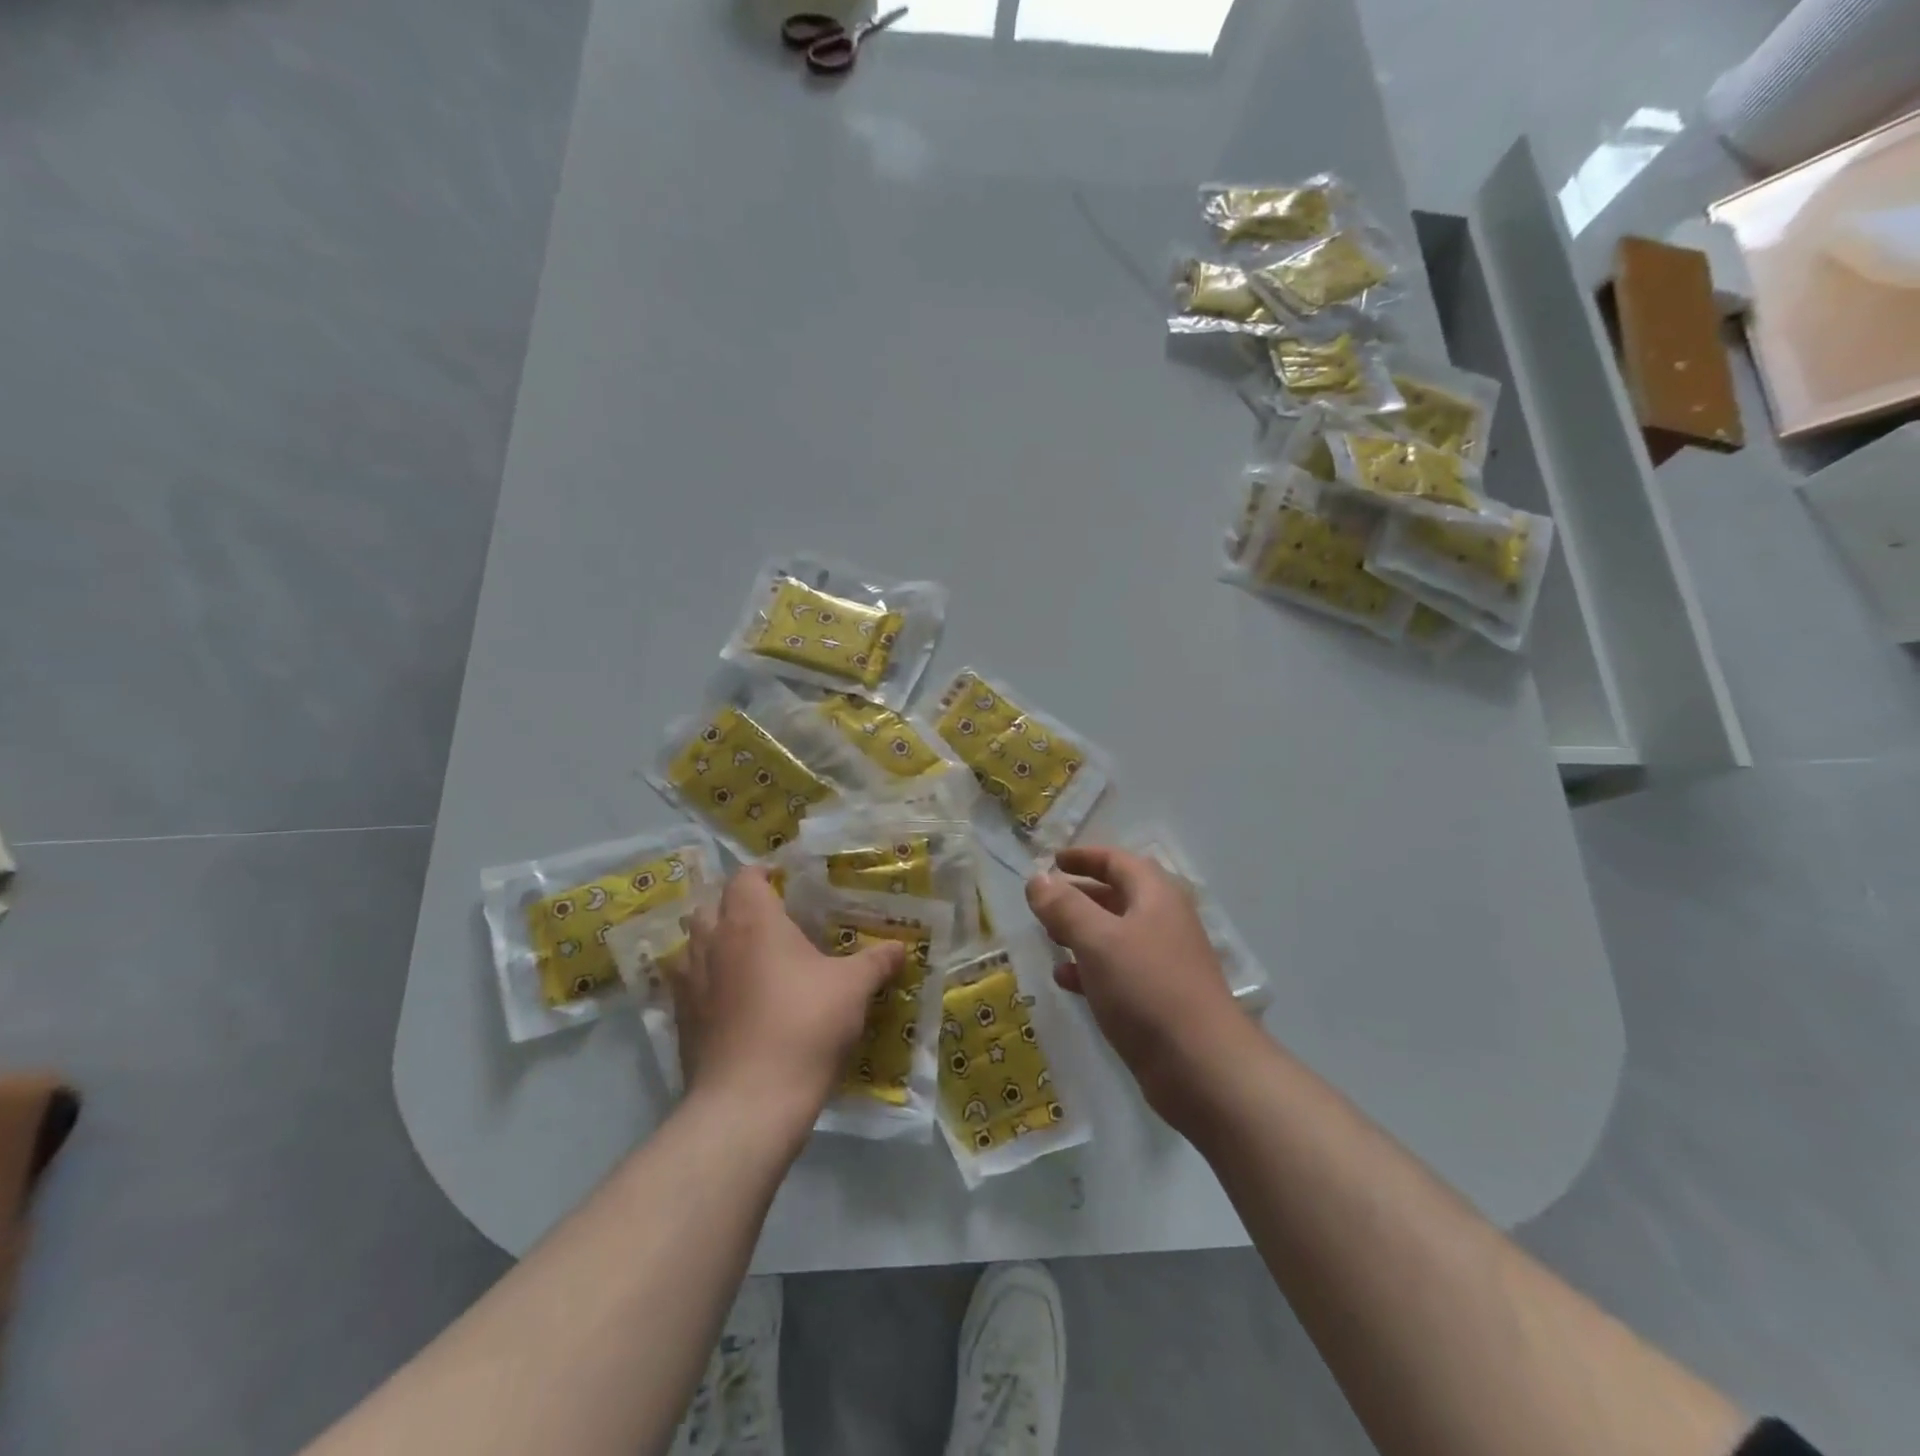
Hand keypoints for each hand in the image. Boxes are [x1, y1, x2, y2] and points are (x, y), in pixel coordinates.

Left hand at [673, 867, 904, 1133]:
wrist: (749, 1102)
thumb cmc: (804, 1025)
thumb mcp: (852, 989)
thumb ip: (876, 961)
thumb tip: (900, 946)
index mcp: (752, 921)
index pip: (745, 877)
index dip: (763, 874)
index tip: (786, 882)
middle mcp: (713, 941)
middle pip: (713, 906)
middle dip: (736, 907)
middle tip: (770, 922)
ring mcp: (689, 982)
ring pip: (694, 944)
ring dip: (716, 943)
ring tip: (749, 959)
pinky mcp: (681, 1020)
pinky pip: (688, 985)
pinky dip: (706, 983)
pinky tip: (732, 1002)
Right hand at [1026, 847, 1244, 1118]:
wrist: (1201, 1066)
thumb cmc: (1147, 988)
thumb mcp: (1097, 940)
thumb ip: (1064, 906)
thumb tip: (1037, 878)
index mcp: (1156, 896)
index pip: (1117, 861)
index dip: (1084, 857)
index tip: (1052, 861)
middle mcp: (1164, 922)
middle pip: (1118, 896)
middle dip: (1079, 896)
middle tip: (1045, 903)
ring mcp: (1164, 962)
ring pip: (1116, 935)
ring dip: (1081, 933)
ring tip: (1048, 939)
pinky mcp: (1159, 998)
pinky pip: (1119, 971)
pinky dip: (1090, 968)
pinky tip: (1065, 979)